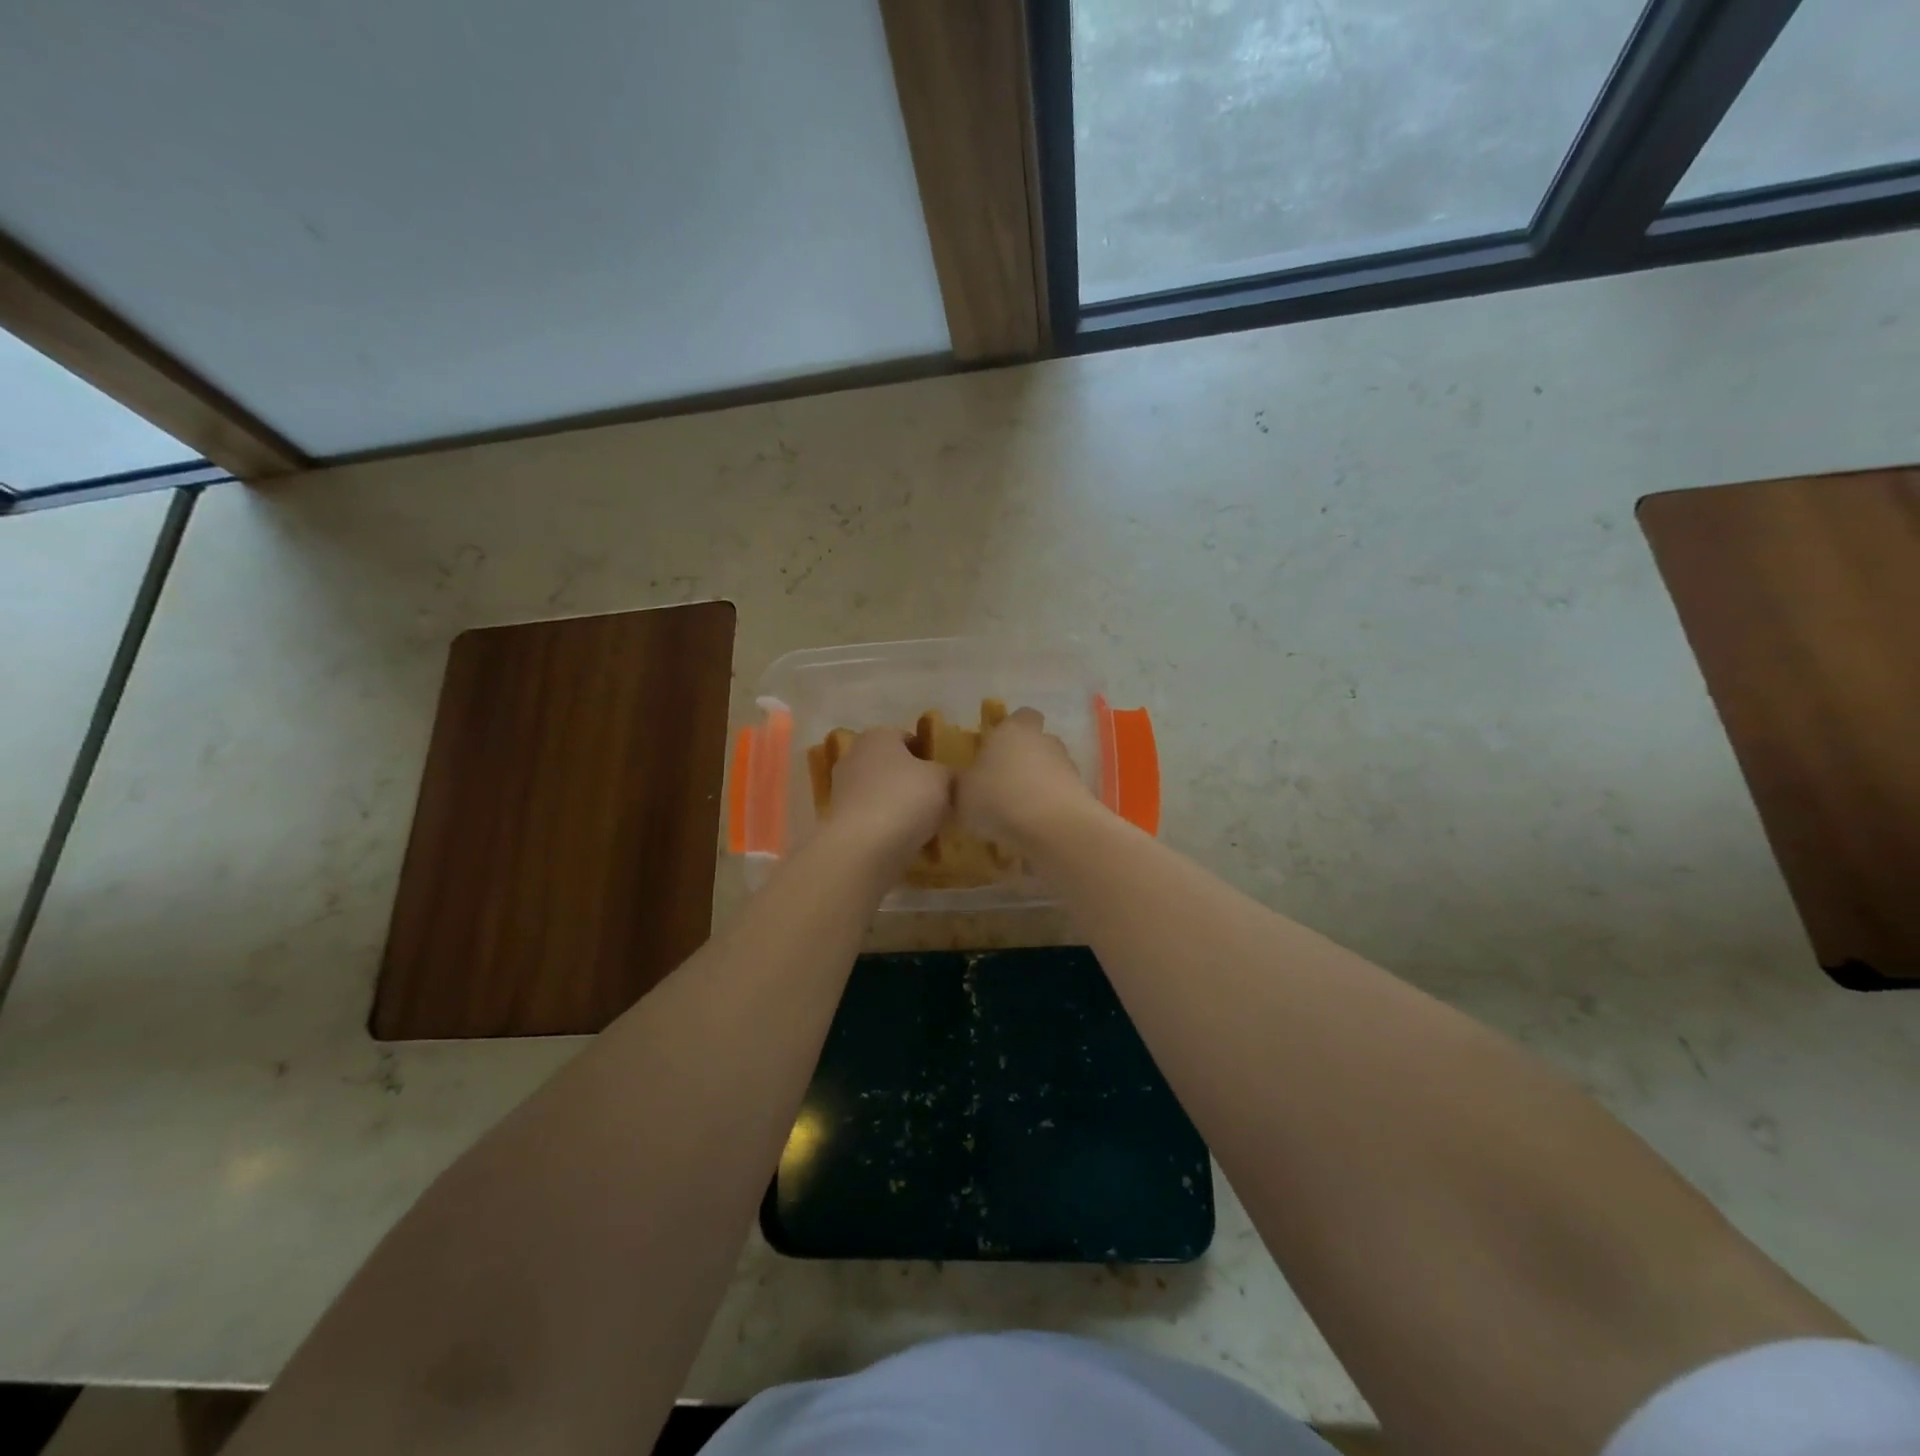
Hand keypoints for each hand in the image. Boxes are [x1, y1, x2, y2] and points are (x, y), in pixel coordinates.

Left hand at [824, 728, 951, 868]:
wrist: (864, 848)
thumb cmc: (905, 799)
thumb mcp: (943, 780)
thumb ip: (950, 773)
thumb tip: (951, 778)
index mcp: (877, 736)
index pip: (907, 737)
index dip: (928, 754)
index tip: (945, 775)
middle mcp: (854, 756)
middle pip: (892, 765)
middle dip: (912, 780)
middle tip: (938, 799)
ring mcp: (842, 789)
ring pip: (881, 793)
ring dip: (900, 805)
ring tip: (925, 825)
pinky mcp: (839, 820)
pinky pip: (872, 817)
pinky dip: (887, 826)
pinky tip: (906, 841)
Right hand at [958, 708, 1094, 847]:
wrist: (1054, 828)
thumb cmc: (999, 799)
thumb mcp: (961, 794)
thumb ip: (963, 784)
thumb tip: (964, 782)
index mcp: (1013, 731)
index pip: (1020, 716)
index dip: (1010, 730)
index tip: (996, 749)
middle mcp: (1045, 741)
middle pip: (1038, 743)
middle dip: (1025, 760)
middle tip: (1003, 785)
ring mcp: (1069, 767)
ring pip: (1052, 770)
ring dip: (1039, 786)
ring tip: (1019, 814)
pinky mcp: (1083, 795)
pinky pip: (1062, 797)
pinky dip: (1051, 808)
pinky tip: (1036, 829)